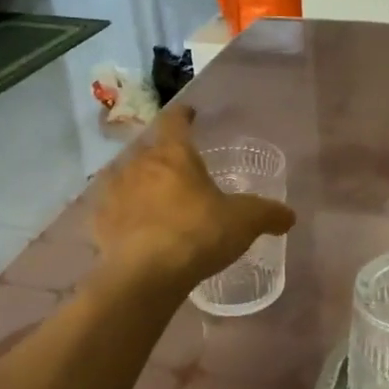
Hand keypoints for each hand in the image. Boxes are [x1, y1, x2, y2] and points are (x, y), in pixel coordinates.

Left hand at [90, 106, 295, 290]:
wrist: (146, 274)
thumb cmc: (199, 233)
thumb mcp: (244, 222)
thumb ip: (268, 214)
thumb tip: (289, 216)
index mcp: (174, 154)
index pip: (176, 122)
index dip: (184, 116)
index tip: (190, 114)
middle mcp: (139, 165)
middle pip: (149, 149)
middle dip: (162, 155)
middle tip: (178, 167)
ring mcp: (114, 192)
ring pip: (126, 177)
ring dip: (139, 183)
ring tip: (153, 198)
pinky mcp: (99, 222)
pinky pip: (111, 210)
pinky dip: (122, 213)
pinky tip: (132, 226)